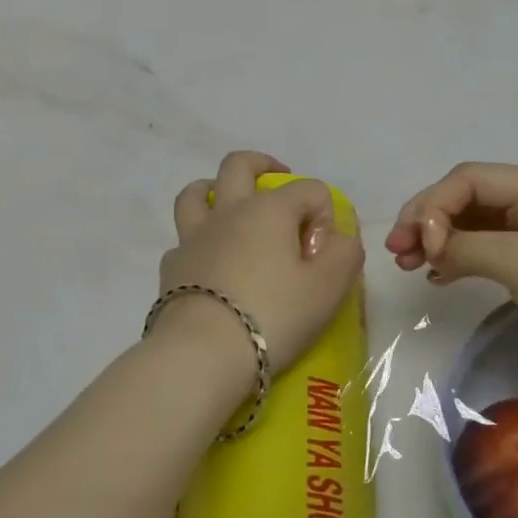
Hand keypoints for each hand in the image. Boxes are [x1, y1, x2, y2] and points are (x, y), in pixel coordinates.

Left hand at [158, 151, 364, 381]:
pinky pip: (184, 238)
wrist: (203, 352)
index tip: (322, 256)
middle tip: (278, 178)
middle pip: (240, 165)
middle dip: (263, 164)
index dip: (324, 217)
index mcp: (269, 209)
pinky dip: (199, 240)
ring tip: (230, 205)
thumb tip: (336, 239)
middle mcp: (228, 211)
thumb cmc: (274, 315)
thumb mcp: (329, 286)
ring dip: (215, 189)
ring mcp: (193, 236)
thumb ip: (345, 253)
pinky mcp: (172, 265)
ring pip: (198, 193)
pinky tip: (209, 261)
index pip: (309, 190)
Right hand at [387, 163, 517, 398]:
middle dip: (428, 220)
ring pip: (474, 225)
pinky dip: (459, 258)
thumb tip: (431, 246)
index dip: (433, 206)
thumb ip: (469, 245)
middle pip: (467, 199)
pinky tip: (439, 275)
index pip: (467, 180)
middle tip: (397, 253)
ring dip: (439, 240)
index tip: (418, 247)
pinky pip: (487, 250)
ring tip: (410, 264)